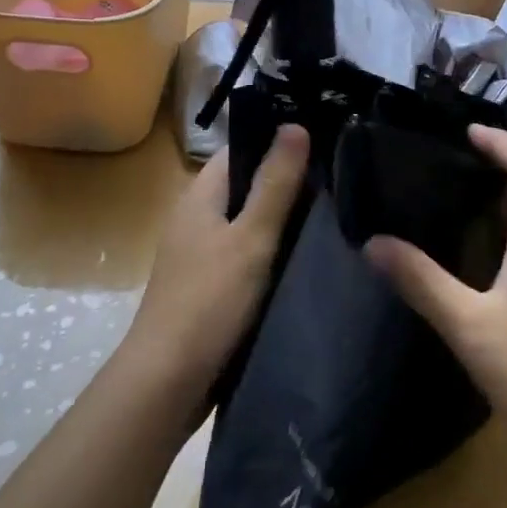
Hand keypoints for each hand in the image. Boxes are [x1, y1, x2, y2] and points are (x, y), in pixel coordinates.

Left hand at [124, 126, 308, 410]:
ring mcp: (201, 253)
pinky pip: (247, 252)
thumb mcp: (251, 237)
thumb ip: (275, 183)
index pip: (240, 148)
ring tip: (334, 211)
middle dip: (287, 179)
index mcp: (200, 195)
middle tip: (340, 177)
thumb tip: (295, 124)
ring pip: (248, 220)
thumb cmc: (209, 301)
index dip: (276, 139)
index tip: (323, 138)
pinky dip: (273, 249)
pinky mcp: (211, 285)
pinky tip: (305, 255)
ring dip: (282, 217)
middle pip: (246, 183)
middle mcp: (197, 217)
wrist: (167, 383)